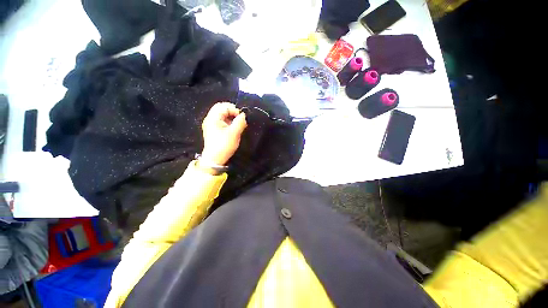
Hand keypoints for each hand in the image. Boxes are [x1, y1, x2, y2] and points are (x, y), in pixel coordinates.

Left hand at [200, 102, 246, 166]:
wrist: (214, 160)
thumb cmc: (223, 146)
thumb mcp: (234, 133)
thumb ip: (240, 122)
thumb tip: (245, 115)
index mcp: (213, 118)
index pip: (224, 106)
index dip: (234, 109)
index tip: (242, 117)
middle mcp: (210, 119)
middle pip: (222, 109)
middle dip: (233, 112)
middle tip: (241, 119)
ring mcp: (211, 125)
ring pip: (222, 115)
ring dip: (231, 117)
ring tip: (238, 124)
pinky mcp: (214, 130)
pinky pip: (222, 121)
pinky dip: (229, 122)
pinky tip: (234, 128)